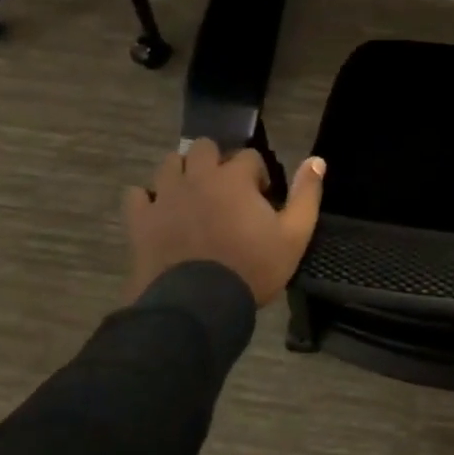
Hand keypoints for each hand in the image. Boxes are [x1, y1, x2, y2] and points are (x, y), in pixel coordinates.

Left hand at [122, 140, 324, 306]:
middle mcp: (198, 177)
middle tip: (226, 190)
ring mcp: (165, 197)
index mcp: (234, 178)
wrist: (196, 307)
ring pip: (170, 163)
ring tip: (193, 196)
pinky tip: (159, 212)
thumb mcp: (294, 235)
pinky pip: (137, 195)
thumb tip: (316, 160)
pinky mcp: (140, 220)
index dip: (258, 174)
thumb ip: (306, 195)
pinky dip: (147, 198)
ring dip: (183, 172)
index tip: (261, 198)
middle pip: (204, 148)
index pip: (249, 156)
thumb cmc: (251, 269)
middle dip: (217, 161)